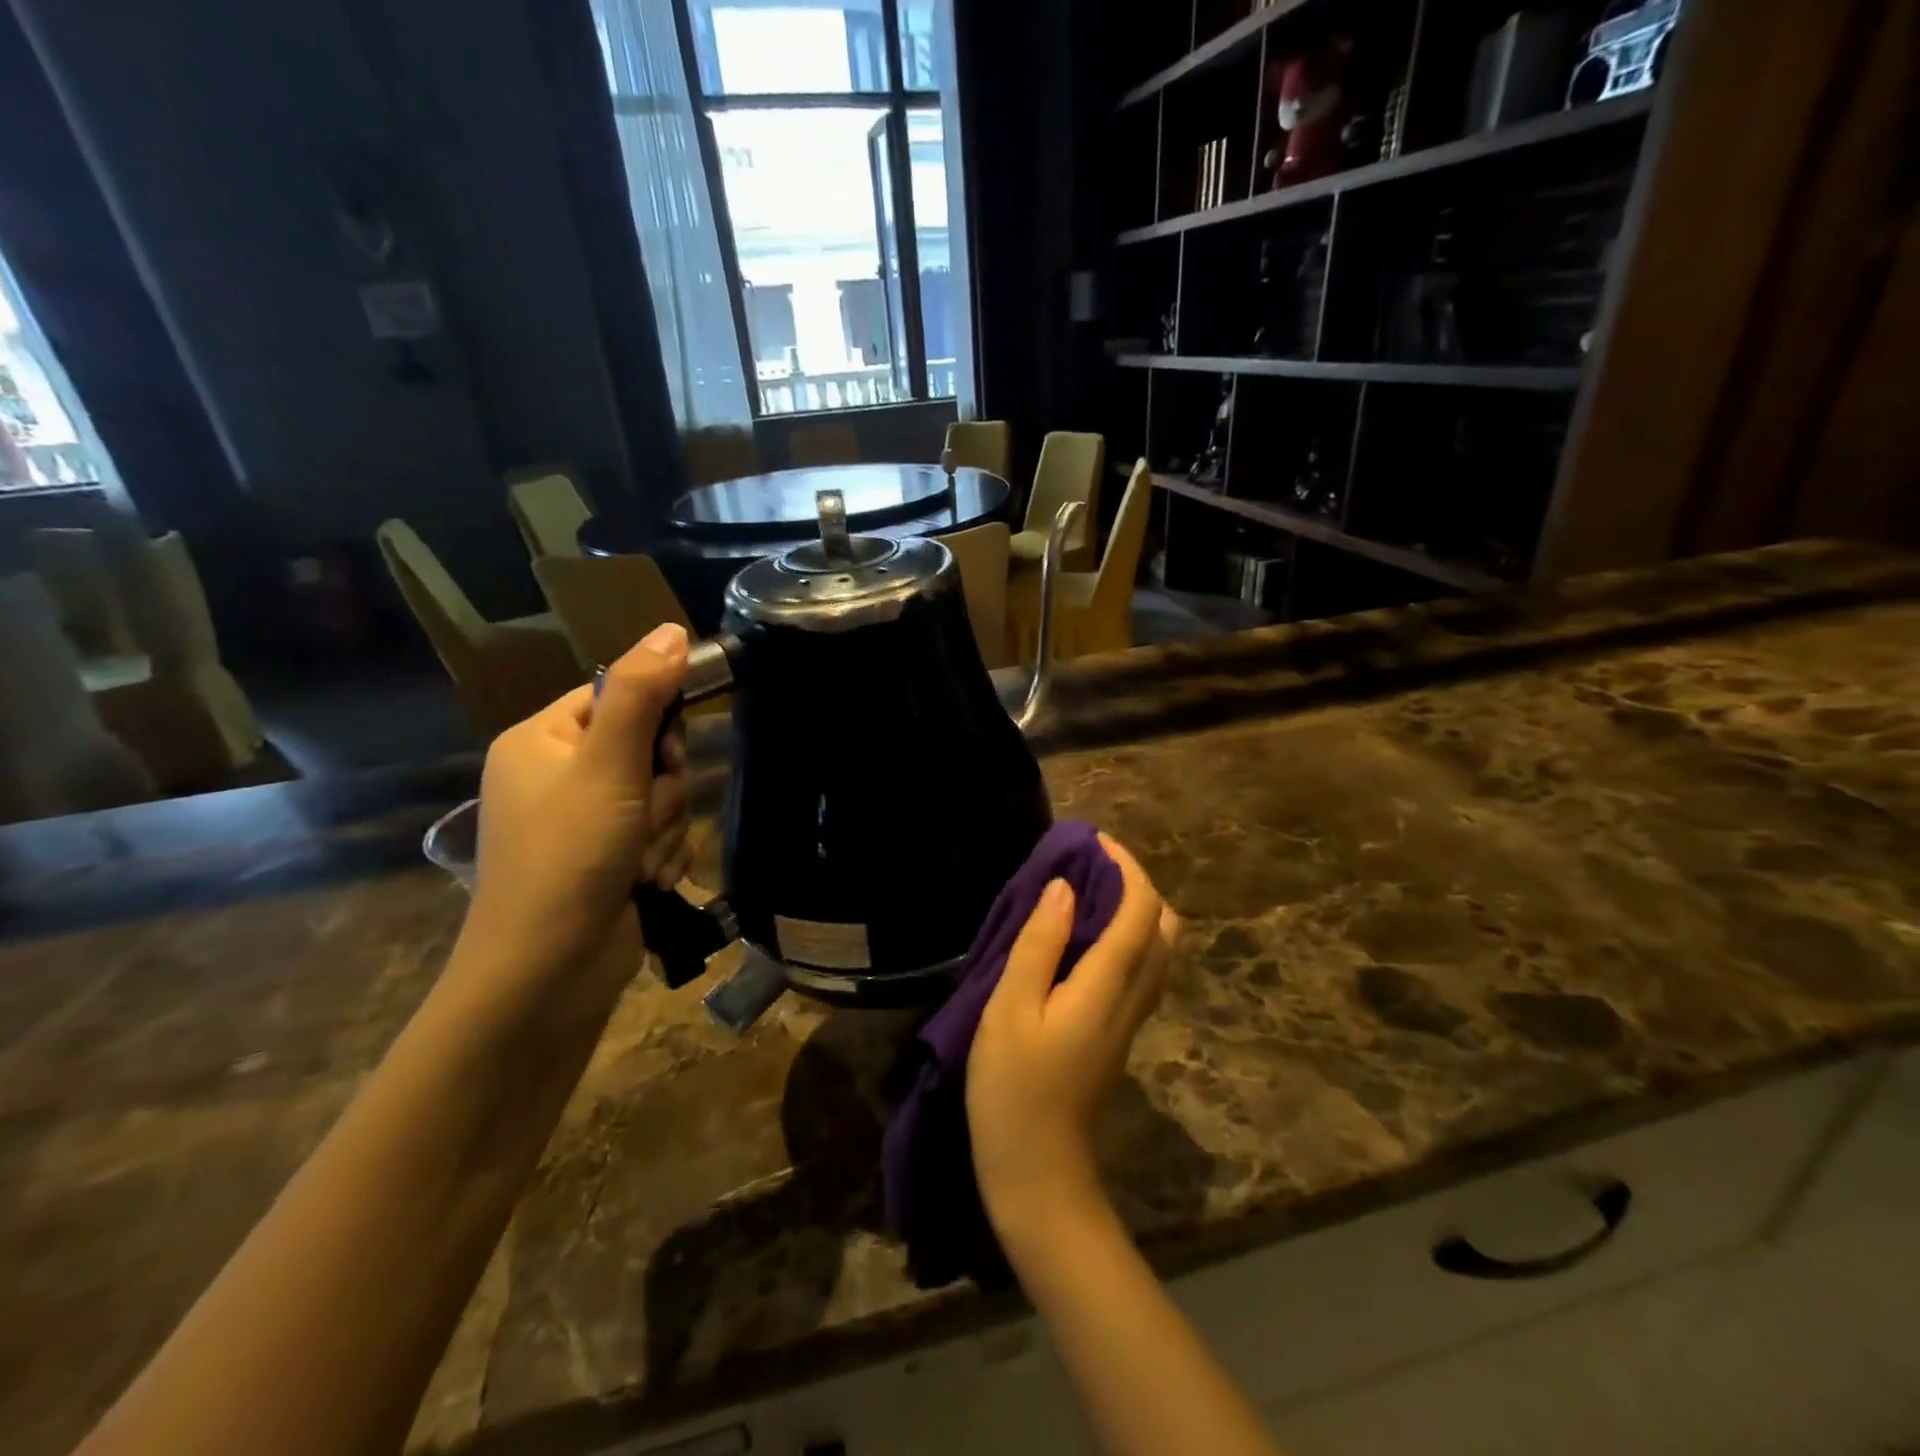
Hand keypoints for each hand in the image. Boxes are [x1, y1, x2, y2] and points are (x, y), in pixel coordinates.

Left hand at [464, 623, 694, 971]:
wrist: (548, 974)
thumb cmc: (569, 857)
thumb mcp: (607, 766)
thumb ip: (641, 694)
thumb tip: (672, 629)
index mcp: (542, 740)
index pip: (618, 696)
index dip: (655, 722)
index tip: (665, 755)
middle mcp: (560, 775)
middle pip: (649, 749)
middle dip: (662, 789)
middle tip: (644, 817)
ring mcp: (586, 821)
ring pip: (662, 796)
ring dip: (666, 829)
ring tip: (639, 864)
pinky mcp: (610, 859)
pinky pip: (661, 835)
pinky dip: (663, 857)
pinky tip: (646, 883)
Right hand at [967, 834, 1179, 1238]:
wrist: (1039, 1172)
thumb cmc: (1012, 1088)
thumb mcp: (1010, 1009)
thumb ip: (1039, 943)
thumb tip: (1066, 887)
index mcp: (1108, 984)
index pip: (1140, 910)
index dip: (1125, 867)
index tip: (1094, 841)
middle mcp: (1133, 996)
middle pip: (1163, 927)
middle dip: (1137, 884)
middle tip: (1092, 865)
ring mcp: (1131, 1019)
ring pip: (1157, 950)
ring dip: (1134, 910)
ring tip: (1088, 893)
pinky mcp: (1120, 1033)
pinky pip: (1142, 969)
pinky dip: (1127, 937)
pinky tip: (1087, 939)